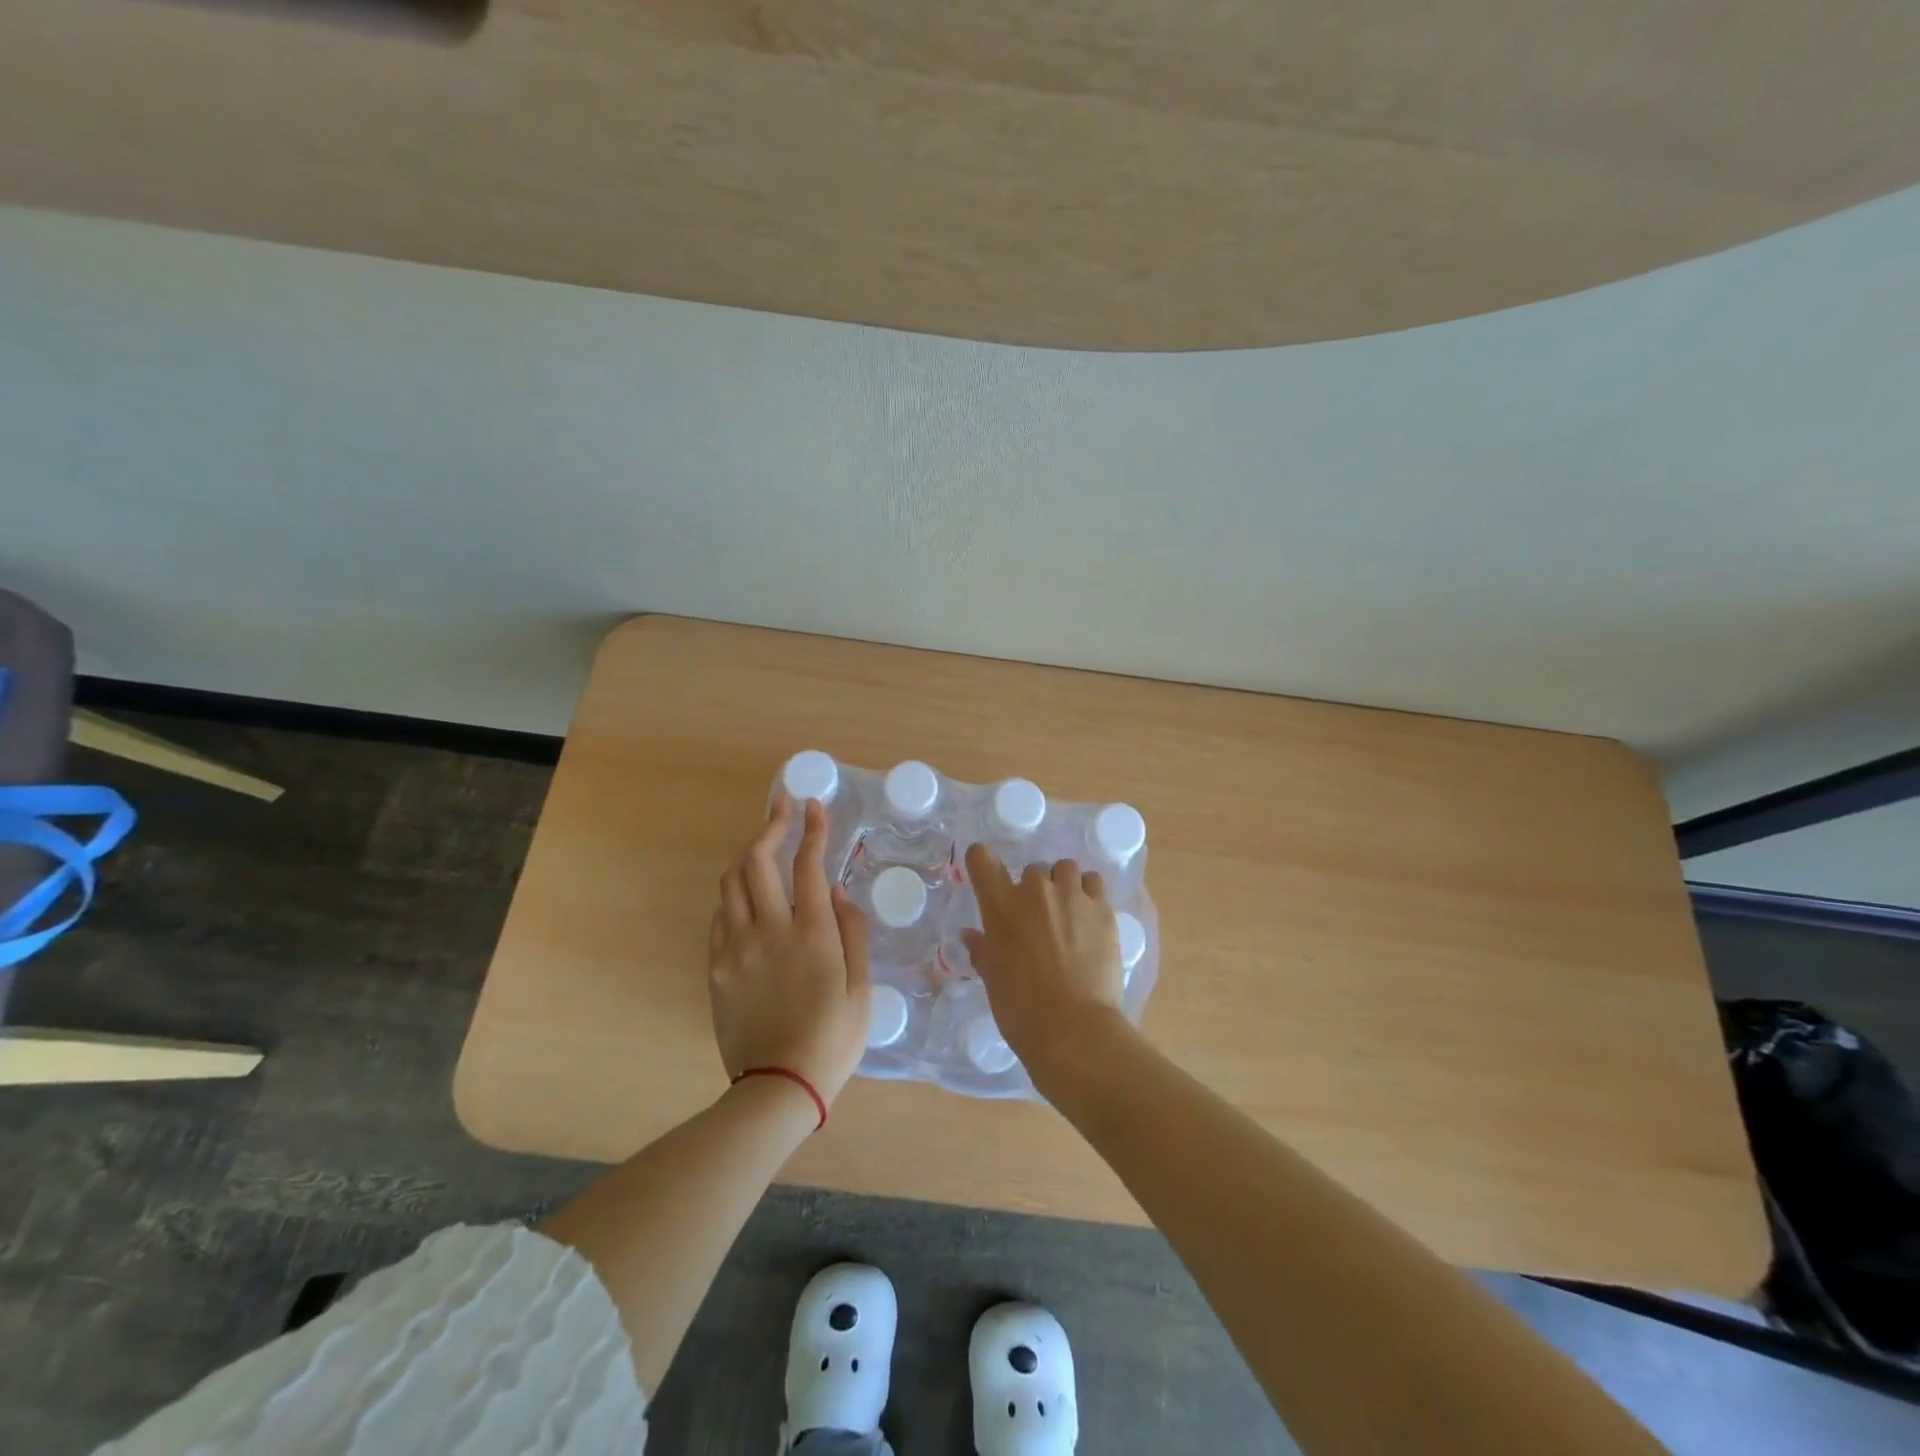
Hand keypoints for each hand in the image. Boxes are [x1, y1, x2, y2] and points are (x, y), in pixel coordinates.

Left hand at [709, 794, 871, 1107]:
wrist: (778, 1087)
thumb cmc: (832, 1039)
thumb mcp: (863, 989)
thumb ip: (852, 933)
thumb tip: (836, 891)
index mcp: (812, 934)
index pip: (808, 864)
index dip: (812, 828)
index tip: (814, 805)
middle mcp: (769, 930)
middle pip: (759, 860)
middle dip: (771, 824)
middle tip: (782, 806)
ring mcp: (736, 947)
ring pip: (732, 881)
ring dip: (748, 855)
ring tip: (764, 846)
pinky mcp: (716, 967)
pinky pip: (720, 915)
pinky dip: (734, 894)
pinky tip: (748, 897)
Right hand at [961, 847, 1128, 1084]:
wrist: (1074, 1029)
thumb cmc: (1021, 1009)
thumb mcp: (993, 980)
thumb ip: (983, 950)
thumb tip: (971, 935)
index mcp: (1000, 906)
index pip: (982, 859)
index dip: (981, 860)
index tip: (986, 872)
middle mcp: (1035, 890)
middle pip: (1032, 869)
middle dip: (1033, 889)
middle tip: (1038, 919)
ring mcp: (1071, 895)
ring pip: (1066, 869)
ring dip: (1063, 884)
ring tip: (1068, 912)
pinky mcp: (1102, 908)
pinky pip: (1094, 882)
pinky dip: (1089, 893)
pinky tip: (1090, 917)